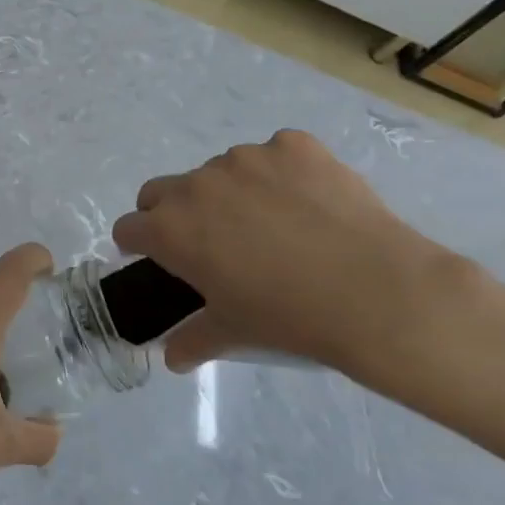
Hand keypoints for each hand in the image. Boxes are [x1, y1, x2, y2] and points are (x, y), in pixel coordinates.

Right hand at [111, 130, 466, 374]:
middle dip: (171, 213)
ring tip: (271, 224)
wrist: (376, 291)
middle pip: (160, 191)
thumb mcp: (232, 332)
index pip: (128, 228)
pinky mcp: (293, 145)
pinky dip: (279, 174)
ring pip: (218, 171)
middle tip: (209, 242)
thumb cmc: (288, 316)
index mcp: (169, 229)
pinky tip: (308, 204)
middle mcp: (196, 185)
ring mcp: (245, 159)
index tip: (158, 260)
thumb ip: (192, 340)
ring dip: (227, 193)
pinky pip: (272, 155)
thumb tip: (172, 359)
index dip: (138, 246)